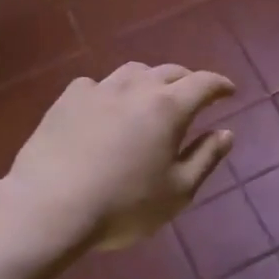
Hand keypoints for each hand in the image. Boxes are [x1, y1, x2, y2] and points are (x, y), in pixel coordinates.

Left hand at [5, 62, 235, 252]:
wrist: (49, 206)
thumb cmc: (123, 205)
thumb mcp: (178, 191)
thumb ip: (205, 158)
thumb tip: (226, 133)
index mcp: (168, 107)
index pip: (203, 83)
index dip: (220, 85)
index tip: (230, 91)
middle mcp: (136, 88)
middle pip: (169, 71)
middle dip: (188, 80)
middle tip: (195, 95)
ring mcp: (98, 90)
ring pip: (133, 71)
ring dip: (150, 79)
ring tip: (152, 95)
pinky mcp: (67, 100)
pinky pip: (96, 84)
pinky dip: (110, 91)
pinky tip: (105, 106)